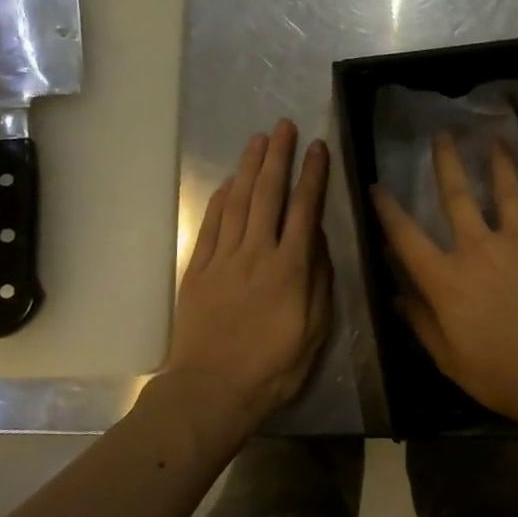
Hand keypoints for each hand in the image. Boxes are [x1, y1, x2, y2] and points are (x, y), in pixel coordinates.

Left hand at [164, 120, 330, 419]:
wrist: (212, 390)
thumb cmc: (274, 366)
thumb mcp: (315, 329)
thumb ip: (319, 279)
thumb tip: (318, 237)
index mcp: (291, 267)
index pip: (305, 208)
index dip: (313, 175)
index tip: (318, 147)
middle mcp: (257, 253)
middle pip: (268, 194)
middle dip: (278, 157)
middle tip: (284, 126)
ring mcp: (223, 259)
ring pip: (239, 202)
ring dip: (249, 168)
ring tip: (259, 140)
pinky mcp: (198, 270)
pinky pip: (211, 225)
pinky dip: (221, 199)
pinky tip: (230, 182)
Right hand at [371, 135, 517, 421]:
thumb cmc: (506, 374)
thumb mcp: (451, 361)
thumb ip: (421, 324)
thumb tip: (396, 297)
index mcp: (447, 280)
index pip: (406, 237)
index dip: (388, 209)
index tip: (377, 186)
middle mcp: (479, 249)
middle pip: (457, 196)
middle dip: (446, 163)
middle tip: (442, 135)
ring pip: (506, 191)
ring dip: (498, 164)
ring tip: (495, 141)